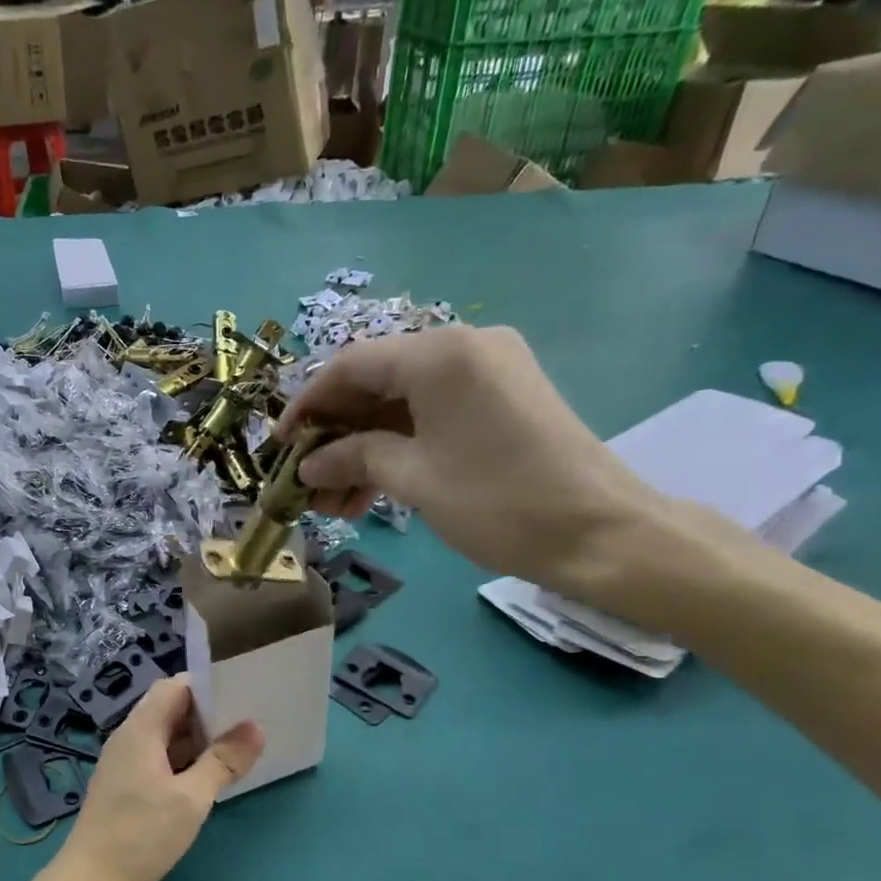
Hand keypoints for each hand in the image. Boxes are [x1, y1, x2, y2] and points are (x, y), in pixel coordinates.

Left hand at [43, 676, 262, 880]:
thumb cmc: (141, 836)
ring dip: (198, 740)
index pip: (175, 686)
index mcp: (140, 729)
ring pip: (166, 736)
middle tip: (249, 723)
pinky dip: (185, 761)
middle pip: (171, 709)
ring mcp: (126, 762)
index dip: (208, 686)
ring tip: (238, 748)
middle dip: (208, 714)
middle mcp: (130, 738)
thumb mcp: (192, 798)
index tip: (243, 694)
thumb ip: (224, 760)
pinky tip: (209, 777)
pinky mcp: (127, 786)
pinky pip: (160, 759)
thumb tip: (256, 727)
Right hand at [275, 325, 665, 595]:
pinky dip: (399, 446)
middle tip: (306, 481)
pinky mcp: (502, 398)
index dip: (307, 405)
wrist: (601, 533)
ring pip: (402, 403)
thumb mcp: (414, 479)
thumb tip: (308, 464)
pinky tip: (372, 490)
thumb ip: (354, 459)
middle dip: (335, 434)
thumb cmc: (498, 501)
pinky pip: (432, 414)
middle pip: (376, 381)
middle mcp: (463, 346)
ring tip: (334, 501)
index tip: (279, 446)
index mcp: (440, 353)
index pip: (351, 365)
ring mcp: (488, 371)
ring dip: (364, 448)